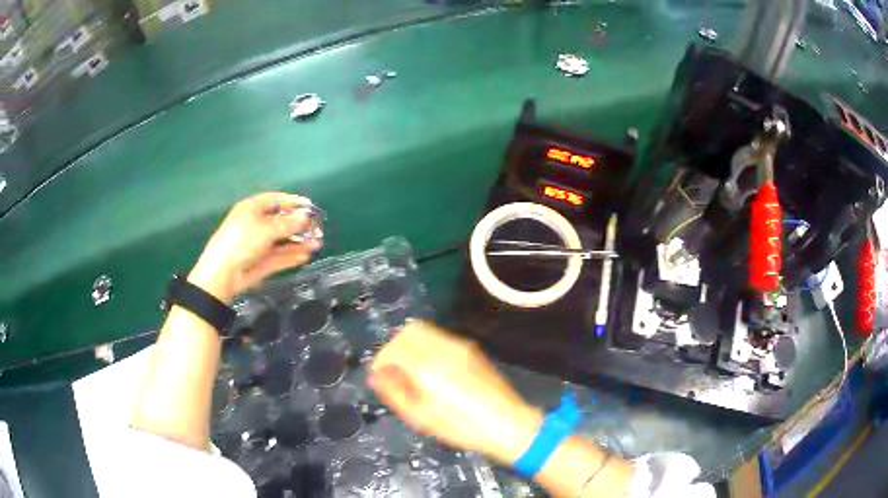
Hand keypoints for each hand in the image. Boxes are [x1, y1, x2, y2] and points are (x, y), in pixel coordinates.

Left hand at [189, 192, 321, 302]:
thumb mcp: (267, 229)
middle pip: (281, 222)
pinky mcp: (260, 262)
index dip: (293, 203)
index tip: (311, 207)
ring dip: (299, 242)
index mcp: (252, 209)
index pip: (276, 200)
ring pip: (281, 241)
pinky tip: (305, 257)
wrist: (223, 274)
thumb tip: (307, 216)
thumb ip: (289, 223)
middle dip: (300, 225)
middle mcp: (255, 224)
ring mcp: (258, 244)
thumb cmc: (242, 241)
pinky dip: (291, 256)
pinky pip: (278, 256)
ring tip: (317, 245)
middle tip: (318, 230)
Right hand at [369, 322, 542, 464]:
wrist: (506, 424)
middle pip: (409, 331)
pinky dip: (427, 347)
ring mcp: (460, 345)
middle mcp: (443, 348)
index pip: (394, 348)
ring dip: (411, 346)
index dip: (382, 361)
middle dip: (395, 348)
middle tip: (394, 372)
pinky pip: (440, 338)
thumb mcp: (421, 417)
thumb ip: (394, 393)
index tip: (381, 377)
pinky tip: (432, 371)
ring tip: (412, 372)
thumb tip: (376, 376)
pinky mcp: (472, 349)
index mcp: (428, 366)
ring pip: (425, 331)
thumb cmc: (461, 426)